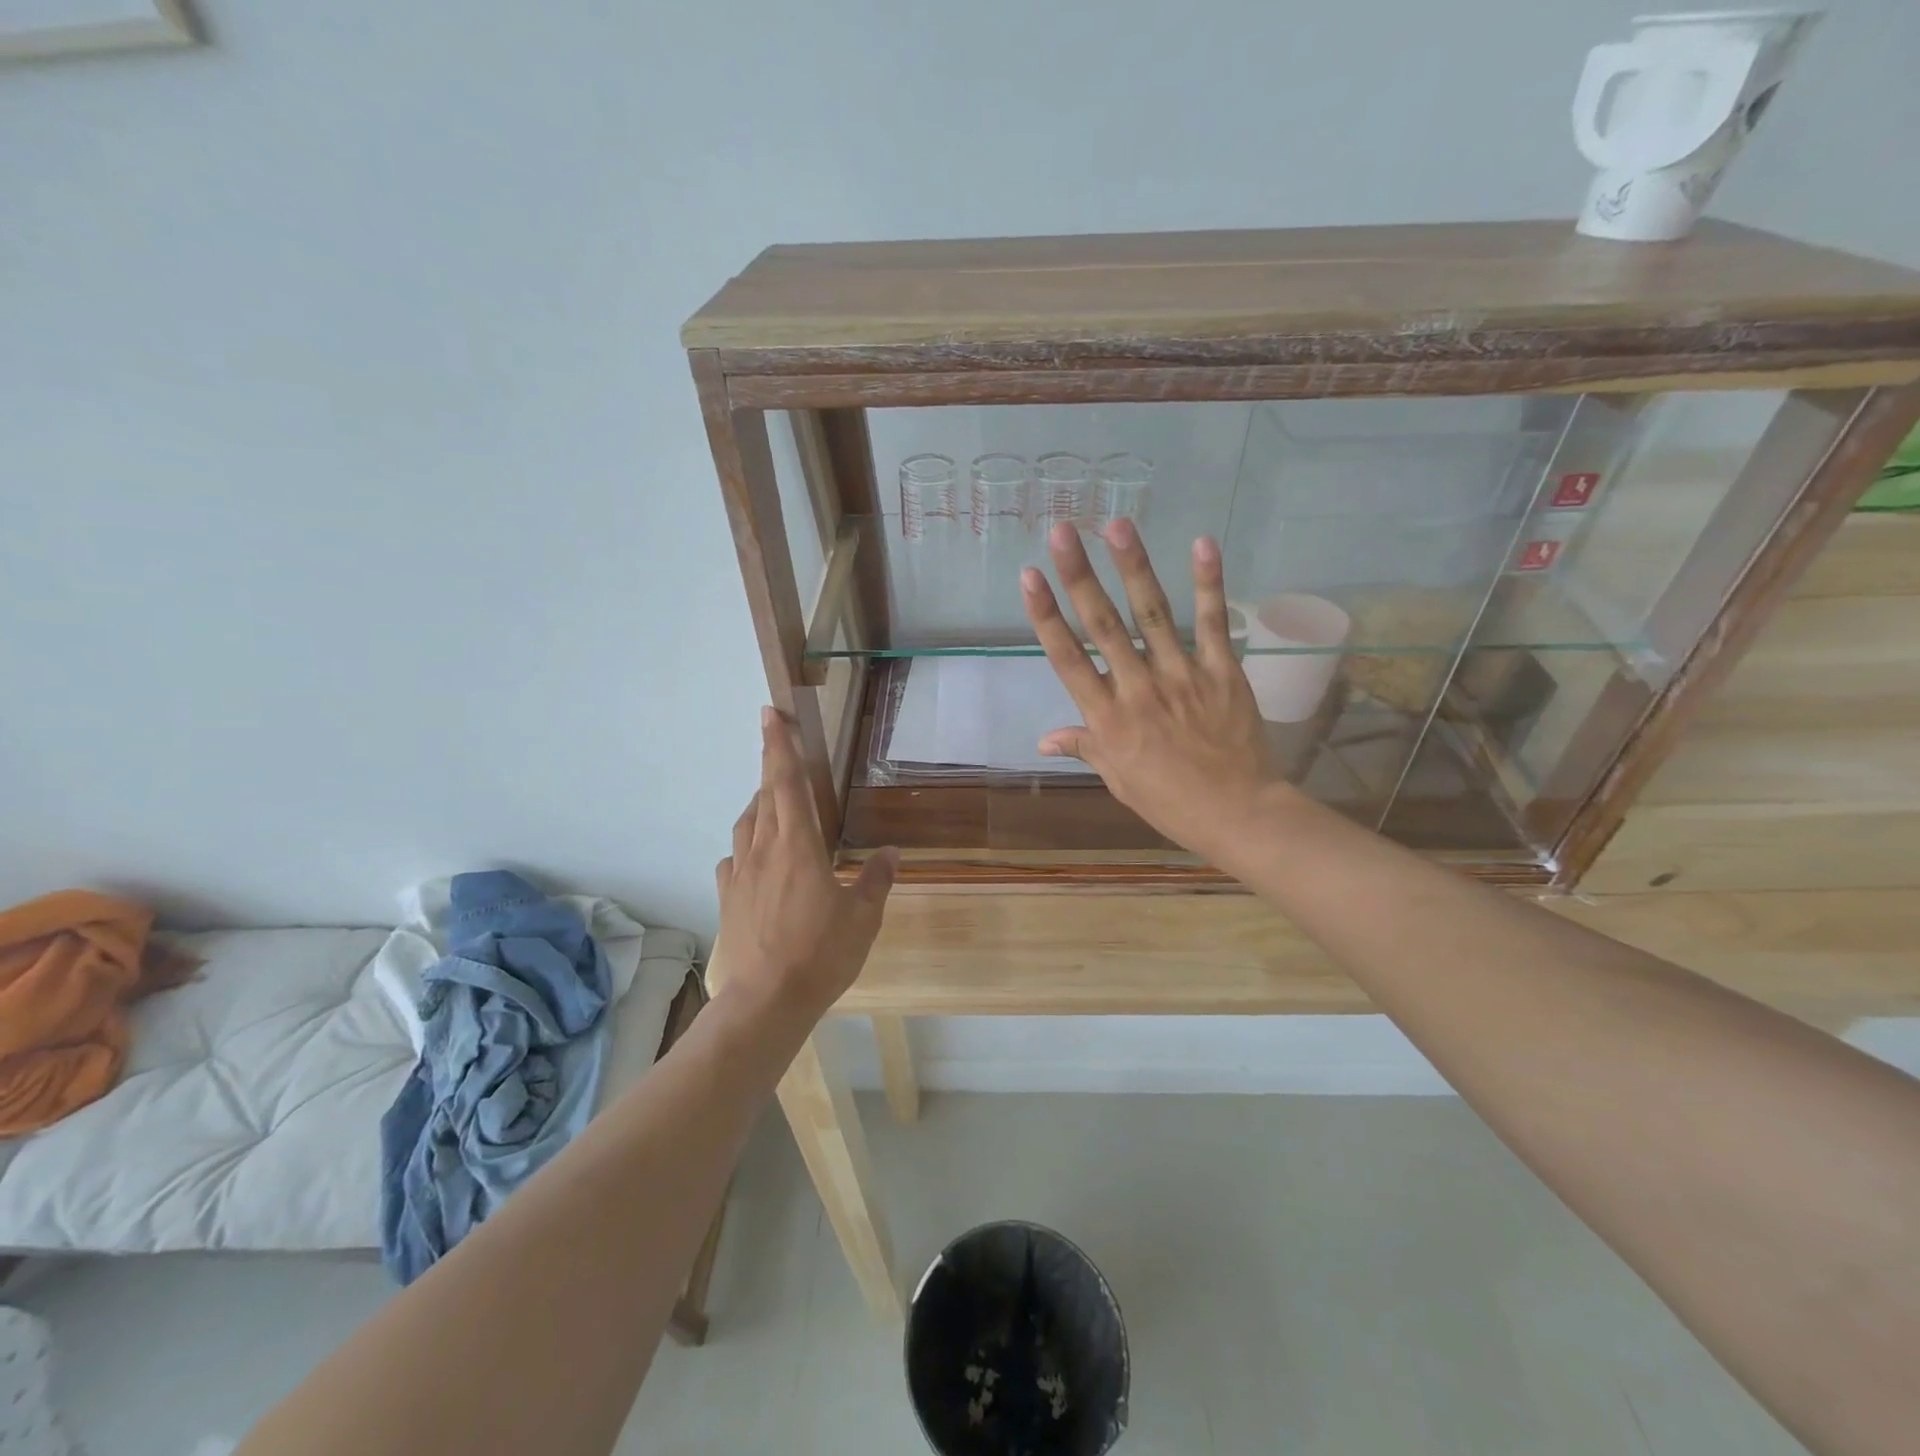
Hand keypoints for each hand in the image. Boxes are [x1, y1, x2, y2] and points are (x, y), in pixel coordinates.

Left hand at [713, 708, 897, 1023]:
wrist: (766, 1000)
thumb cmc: (820, 953)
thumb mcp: (863, 917)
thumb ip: (876, 880)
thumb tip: (891, 852)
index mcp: (798, 845)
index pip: (787, 782)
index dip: (779, 745)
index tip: (769, 714)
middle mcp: (764, 849)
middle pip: (765, 795)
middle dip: (771, 764)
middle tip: (777, 743)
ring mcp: (740, 874)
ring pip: (746, 824)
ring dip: (759, 804)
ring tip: (773, 801)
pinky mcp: (728, 898)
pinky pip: (733, 859)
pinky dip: (745, 847)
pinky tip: (753, 858)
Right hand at [1019, 521, 1289, 866]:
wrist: (1239, 814)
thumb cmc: (1170, 802)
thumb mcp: (1118, 779)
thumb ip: (1085, 748)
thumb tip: (1042, 739)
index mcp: (1108, 719)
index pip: (1068, 659)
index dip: (1046, 616)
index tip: (1030, 577)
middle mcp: (1138, 689)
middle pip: (1103, 626)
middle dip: (1080, 576)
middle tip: (1063, 531)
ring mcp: (1182, 676)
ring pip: (1152, 614)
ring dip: (1134, 567)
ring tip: (1117, 526)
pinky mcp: (1222, 671)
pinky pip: (1213, 623)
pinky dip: (1209, 583)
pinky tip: (1201, 544)